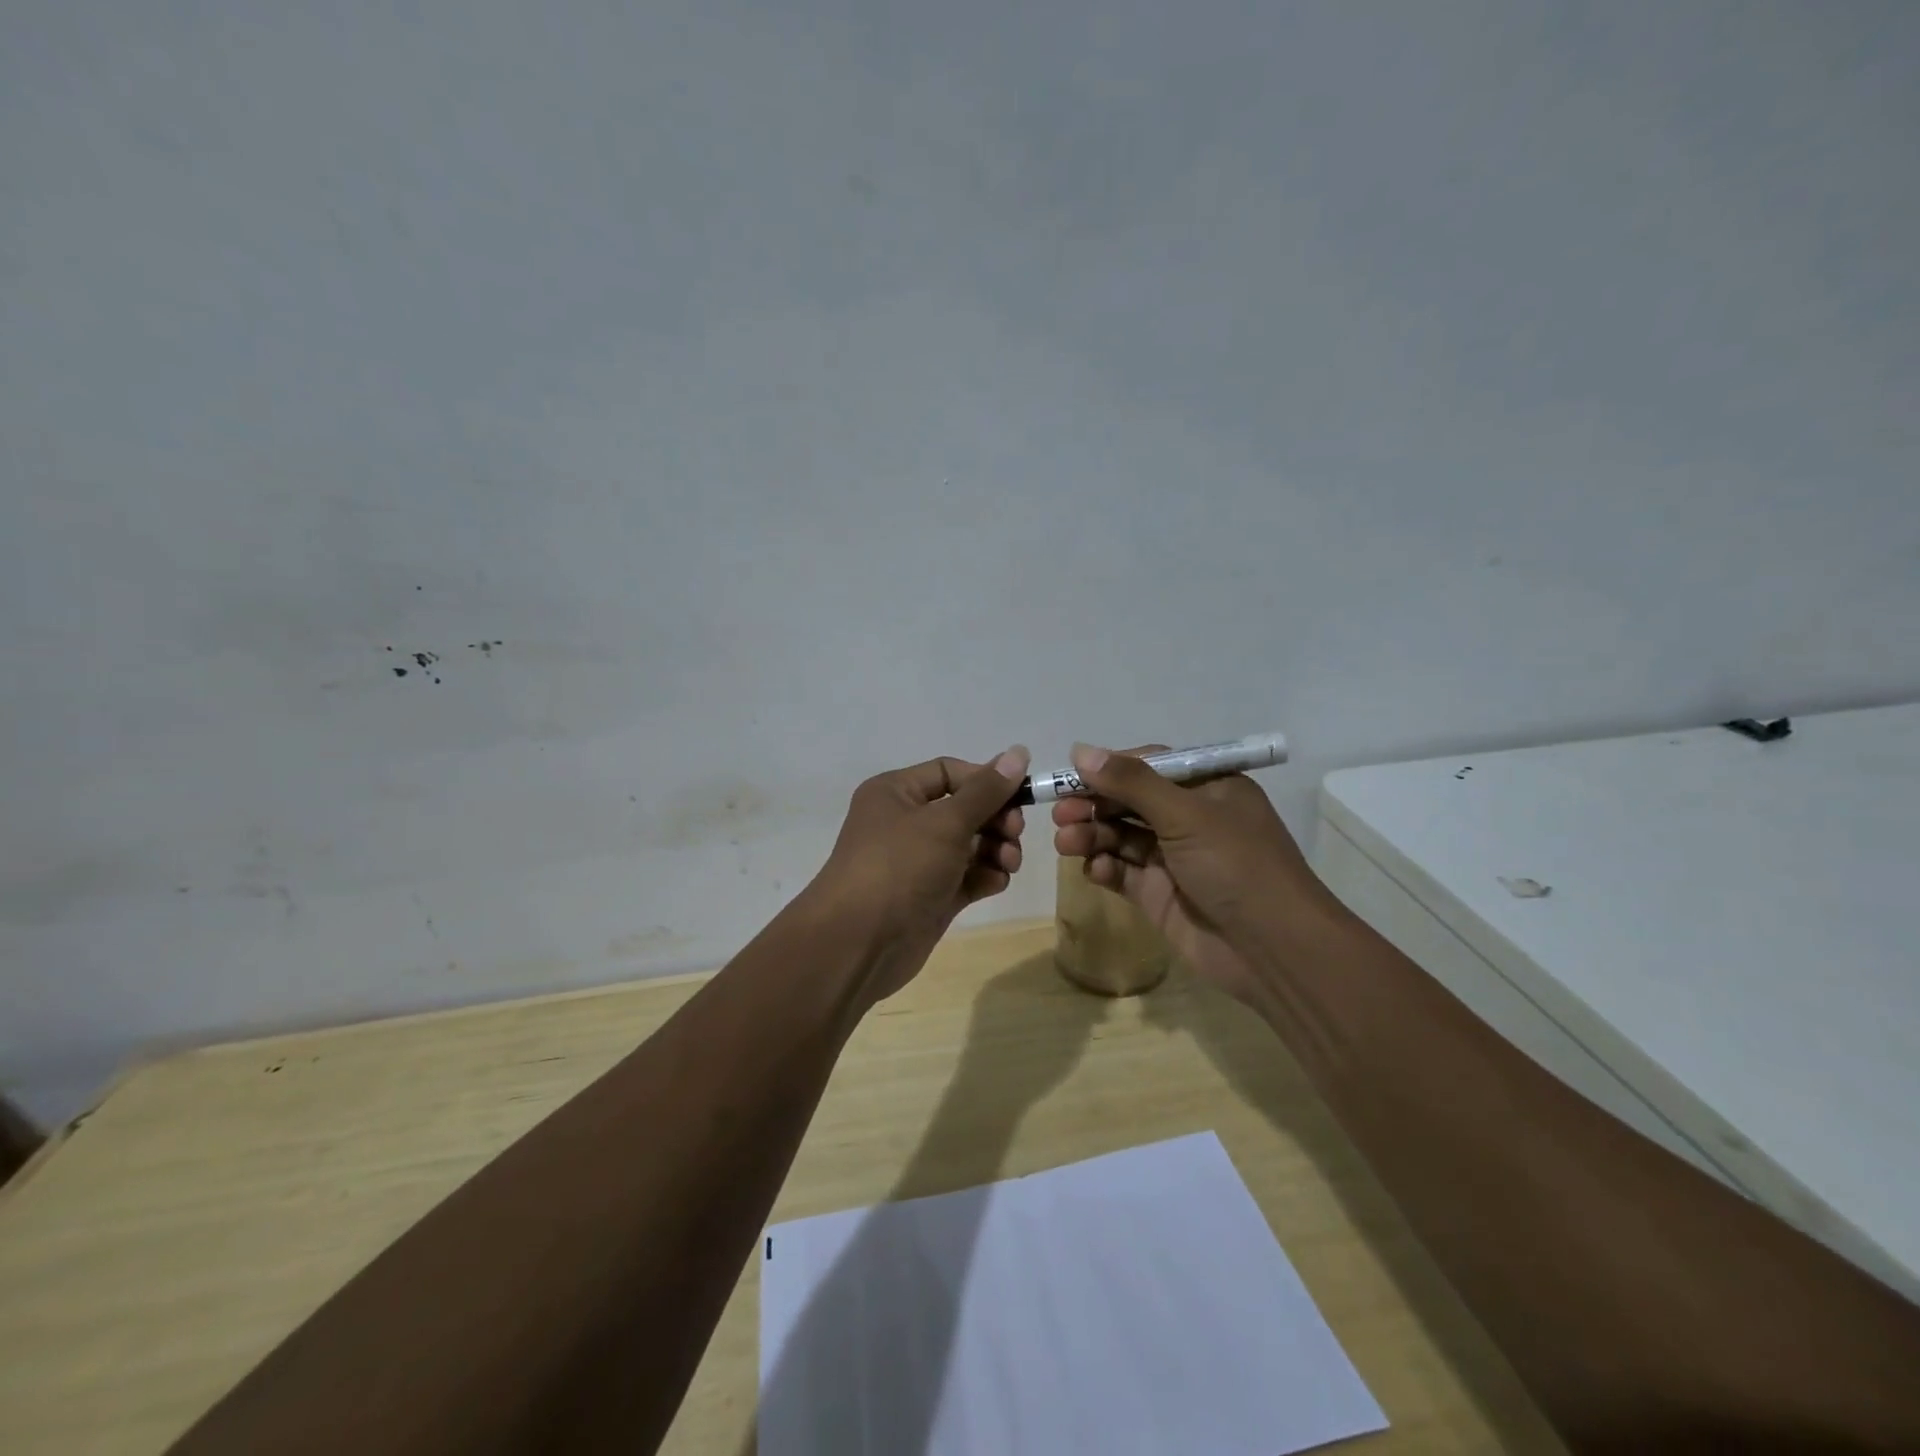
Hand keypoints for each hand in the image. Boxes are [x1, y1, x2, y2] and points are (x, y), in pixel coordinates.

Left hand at [810, 747, 1030, 1002]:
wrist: (858, 944)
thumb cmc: (899, 866)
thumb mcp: (946, 822)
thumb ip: (986, 790)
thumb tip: (1019, 752)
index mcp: (896, 792)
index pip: (950, 772)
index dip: (986, 780)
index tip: (1022, 794)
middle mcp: (906, 822)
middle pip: (965, 808)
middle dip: (996, 818)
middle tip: (1015, 832)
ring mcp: (919, 862)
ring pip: (970, 844)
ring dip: (997, 848)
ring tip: (1009, 862)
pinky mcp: (931, 896)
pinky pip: (967, 876)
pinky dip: (985, 876)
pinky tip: (996, 882)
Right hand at [1050, 743, 1330, 1007]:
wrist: (1273, 949)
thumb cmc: (1236, 865)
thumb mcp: (1186, 814)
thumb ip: (1131, 783)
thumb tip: (1080, 751)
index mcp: (1207, 788)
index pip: (1148, 766)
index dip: (1108, 769)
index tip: (1071, 775)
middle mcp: (1189, 819)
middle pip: (1129, 802)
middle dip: (1093, 804)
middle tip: (1060, 813)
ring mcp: (1173, 858)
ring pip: (1120, 837)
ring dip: (1092, 835)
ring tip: (1066, 842)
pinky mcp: (1159, 894)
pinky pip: (1122, 872)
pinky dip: (1103, 867)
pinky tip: (1092, 869)